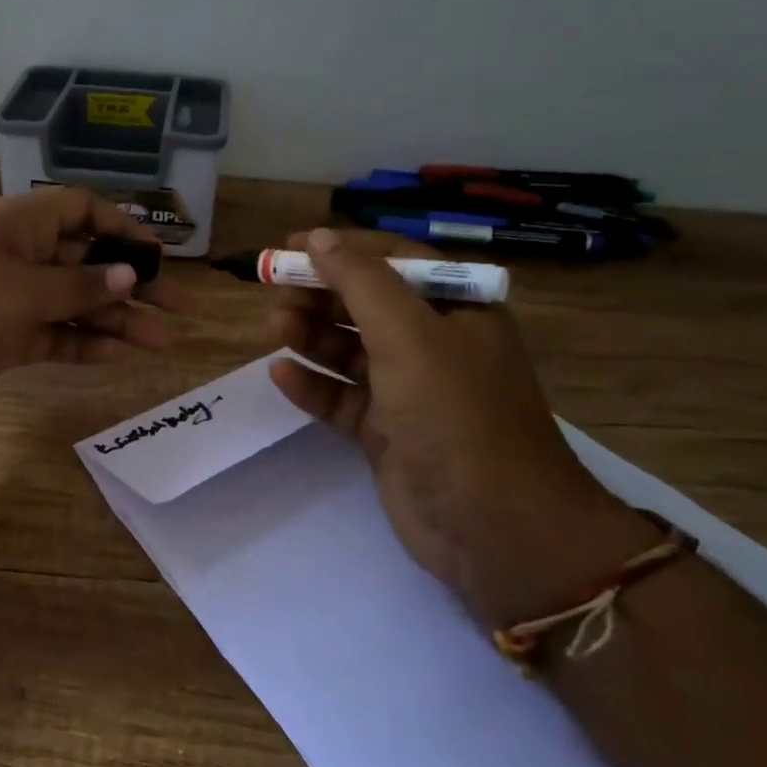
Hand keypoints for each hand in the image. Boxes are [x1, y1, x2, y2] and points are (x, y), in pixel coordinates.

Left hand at [0, 186, 183, 413]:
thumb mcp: (23, 288)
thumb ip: (82, 286)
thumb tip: (133, 274)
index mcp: (23, 224)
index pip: (84, 211)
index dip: (124, 228)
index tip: (160, 256)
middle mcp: (22, 256)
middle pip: (89, 262)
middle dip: (132, 284)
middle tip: (177, 310)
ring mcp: (14, 299)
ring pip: (77, 304)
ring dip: (117, 321)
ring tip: (163, 342)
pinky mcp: (6, 337)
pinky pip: (56, 336)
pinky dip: (85, 344)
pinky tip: (120, 354)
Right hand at [267, 228, 651, 627]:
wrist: (494, 528)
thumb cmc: (456, 415)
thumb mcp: (410, 336)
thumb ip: (361, 282)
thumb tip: (318, 238)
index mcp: (458, 310)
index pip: (394, 261)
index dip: (342, 250)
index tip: (290, 247)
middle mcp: (435, 345)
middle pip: (366, 305)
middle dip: (320, 294)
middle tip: (272, 290)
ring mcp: (410, 392)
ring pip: (350, 351)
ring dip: (312, 336)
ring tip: (274, 328)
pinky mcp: (387, 433)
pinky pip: (343, 398)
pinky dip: (314, 385)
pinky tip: (282, 377)